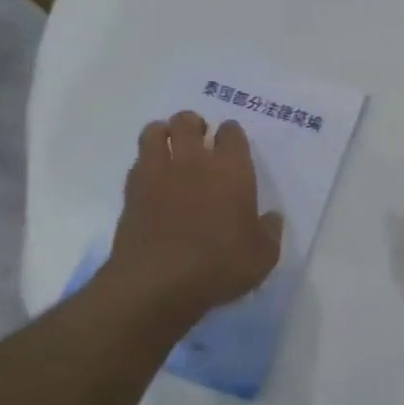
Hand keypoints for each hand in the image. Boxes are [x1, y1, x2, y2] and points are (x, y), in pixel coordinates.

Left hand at [109, 110, 284, 322]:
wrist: (158, 284)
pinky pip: (137, 162)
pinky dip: (145, 164)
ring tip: (169, 150)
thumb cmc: (219, 266)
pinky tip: (152, 181)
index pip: (231, 131)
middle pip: (188, 120)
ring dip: (164, 134)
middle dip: (194, 125)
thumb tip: (271, 218)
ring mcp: (159, 173)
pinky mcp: (132, 191)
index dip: (231, 135)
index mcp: (231, 169)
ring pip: (156, 131)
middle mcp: (194, 161)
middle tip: (198, 143)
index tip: (231, 147)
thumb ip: (269, 231)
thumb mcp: (262, 256)